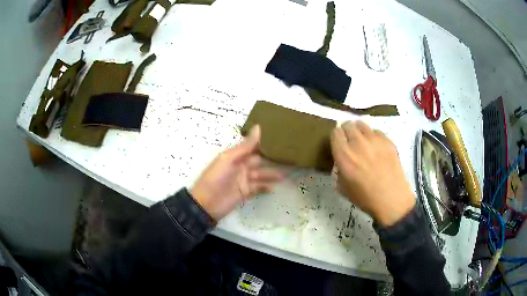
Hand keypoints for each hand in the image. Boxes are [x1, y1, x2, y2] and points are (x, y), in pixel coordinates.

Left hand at [191, 125, 283, 220]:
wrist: (207, 203)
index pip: (252, 146)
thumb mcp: (228, 159)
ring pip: (261, 174)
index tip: (279, 136)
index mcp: (235, 156)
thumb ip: (245, 146)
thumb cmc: (216, 178)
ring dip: (272, 174)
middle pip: (258, 160)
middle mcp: (241, 166)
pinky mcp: (246, 192)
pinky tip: (275, 187)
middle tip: (288, 155)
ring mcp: (244, 180)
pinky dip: (266, 187)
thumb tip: (259, 127)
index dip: (264, 142)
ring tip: (286, 172)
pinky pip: (258, 188)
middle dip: (271, 158)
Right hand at [331, 121, 415, 226]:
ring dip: (359, 130)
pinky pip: (376, 131)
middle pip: (348, 124)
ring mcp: (374, 140)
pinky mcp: (387, 140)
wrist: (392, 198)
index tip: (338, 143)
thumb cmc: (365, 197)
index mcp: (344, 155)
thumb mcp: (343, 188)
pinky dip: (373, 136)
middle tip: (350, 141)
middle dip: (346, 131)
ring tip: (362, 141)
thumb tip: (340, 162)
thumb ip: (338, 171)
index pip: (335, 132)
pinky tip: (376, 147)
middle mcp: (357, 143)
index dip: (336, 137)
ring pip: (361, 124)